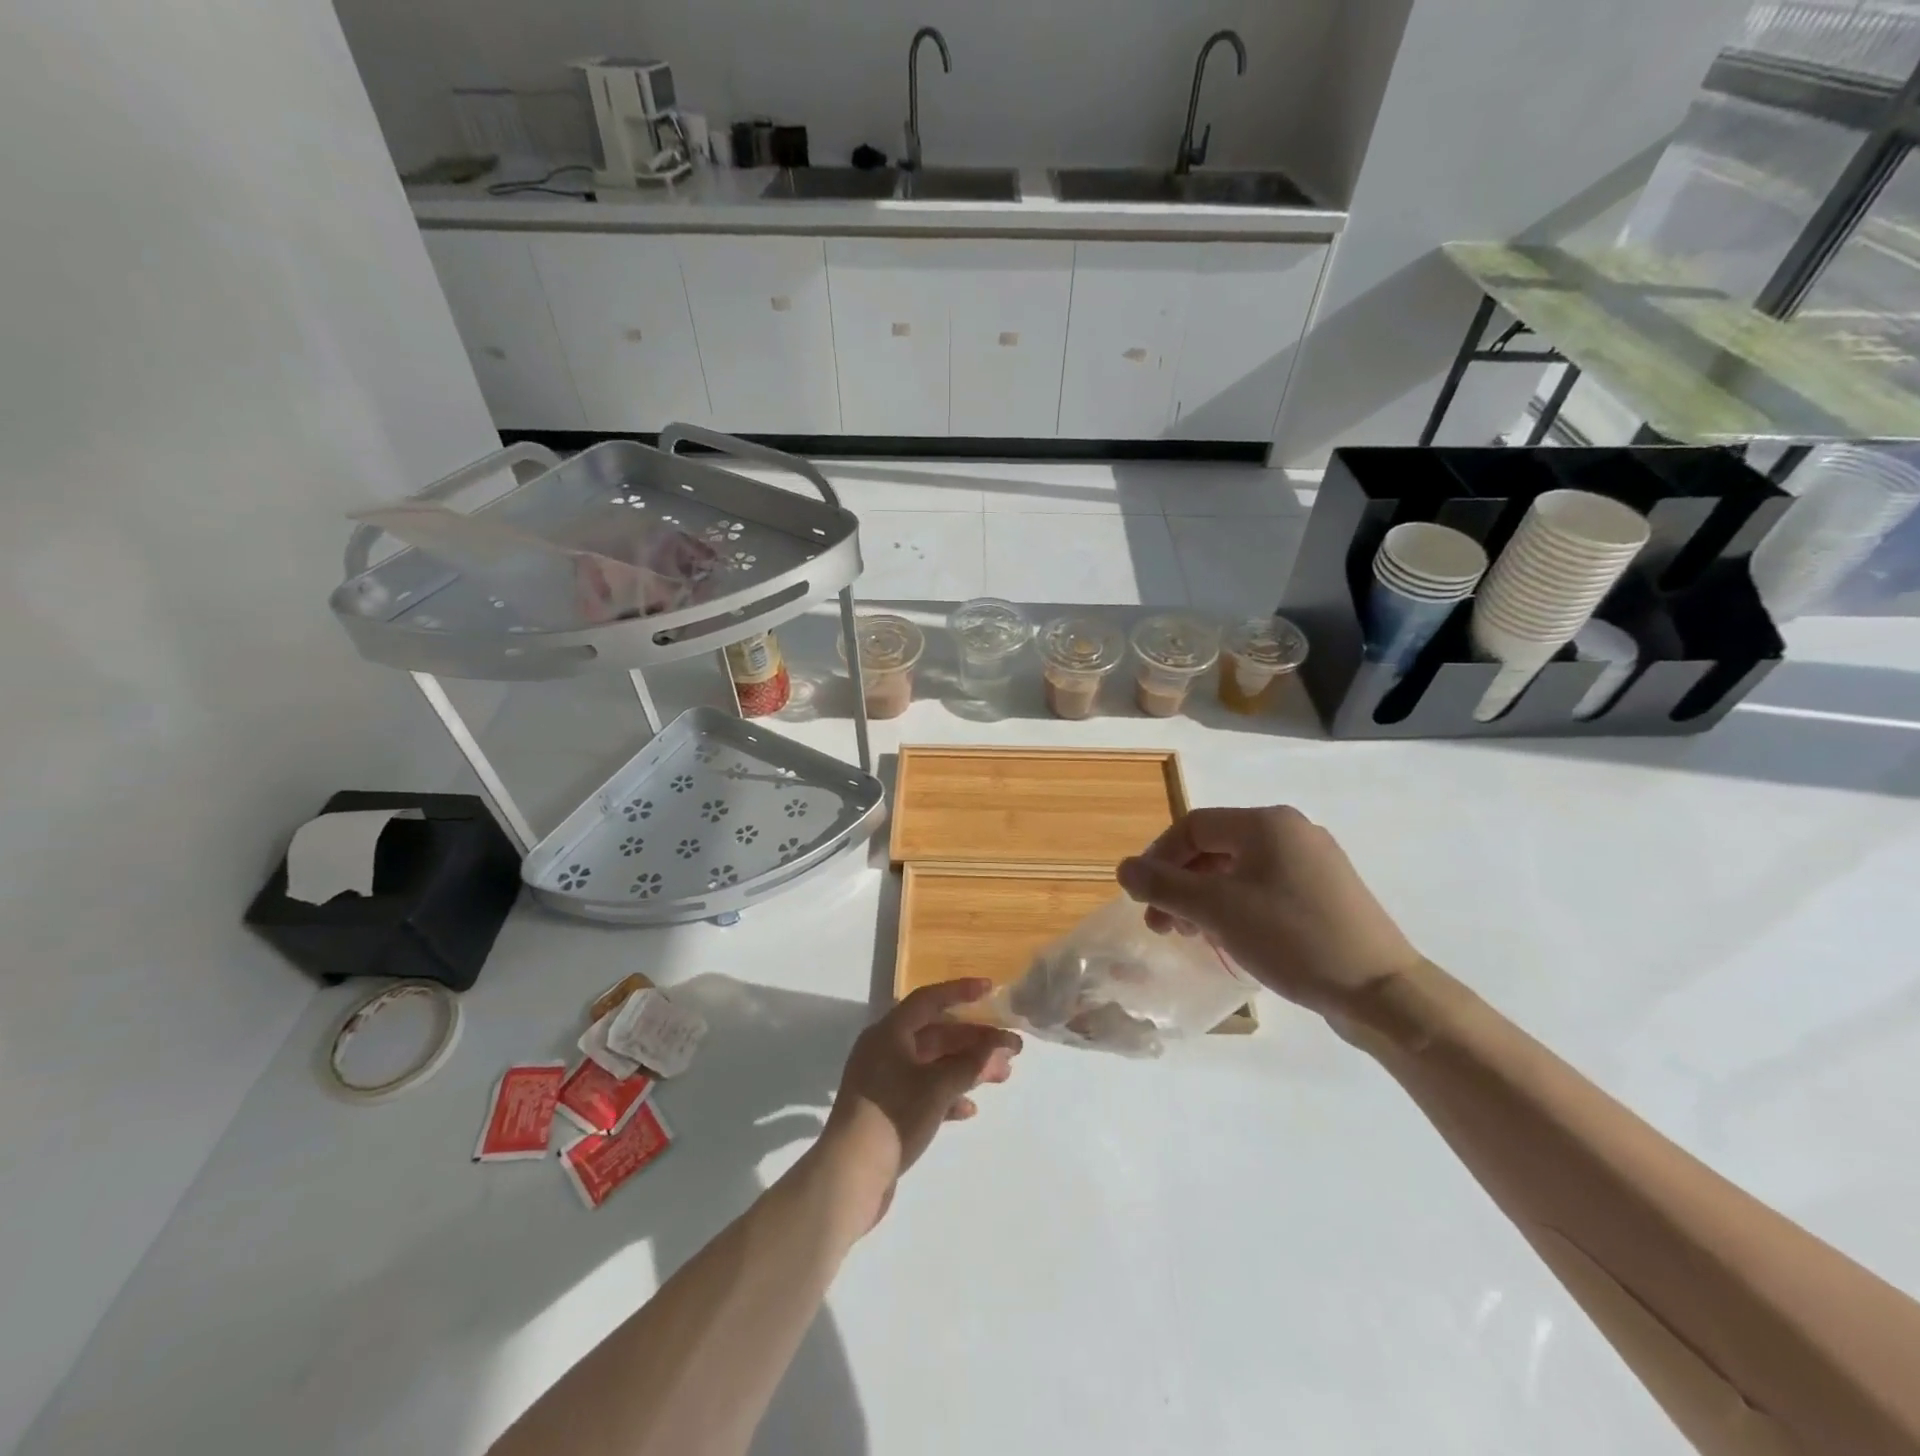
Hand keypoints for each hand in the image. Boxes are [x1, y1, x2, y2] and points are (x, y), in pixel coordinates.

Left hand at [811, 980, 1020, 1230]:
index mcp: (889, 1033)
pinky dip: (949, 1094)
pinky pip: (924, 1091)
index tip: (991, 990)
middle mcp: (885, 1050)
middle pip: (935, 1033)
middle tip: (1010, 1048)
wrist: (849, 1178)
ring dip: (967, 1067)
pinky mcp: (887, 1110)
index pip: (929, 1000)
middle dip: (974, 1039)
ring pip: (933, 1064)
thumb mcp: (937, 1087)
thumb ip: (971, 1063)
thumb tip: (1000, 1045)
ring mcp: (884, 1081)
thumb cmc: (893, 1117)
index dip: (961, 992)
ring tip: (1003, 1076)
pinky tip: (970, 1108)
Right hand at [1116, 806, 1425, 1018]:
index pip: (1192, 826)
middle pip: (1214, 848)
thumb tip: (1124, 868)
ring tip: (1192, 936)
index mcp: (1266, 823)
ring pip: (1238, 870)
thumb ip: (1164, 885)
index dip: (1158, 858)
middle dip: (1179, 884)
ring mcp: (1313, 862)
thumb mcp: (1217, 910)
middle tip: (1162, 926)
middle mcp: (1291, 831)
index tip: (1142, 899)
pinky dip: (1235, 906)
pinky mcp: (1326, 893)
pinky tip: (1229, 937)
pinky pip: (1264, 887)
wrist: (1382, 992)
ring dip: (1204, 898)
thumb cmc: (1292, 939)